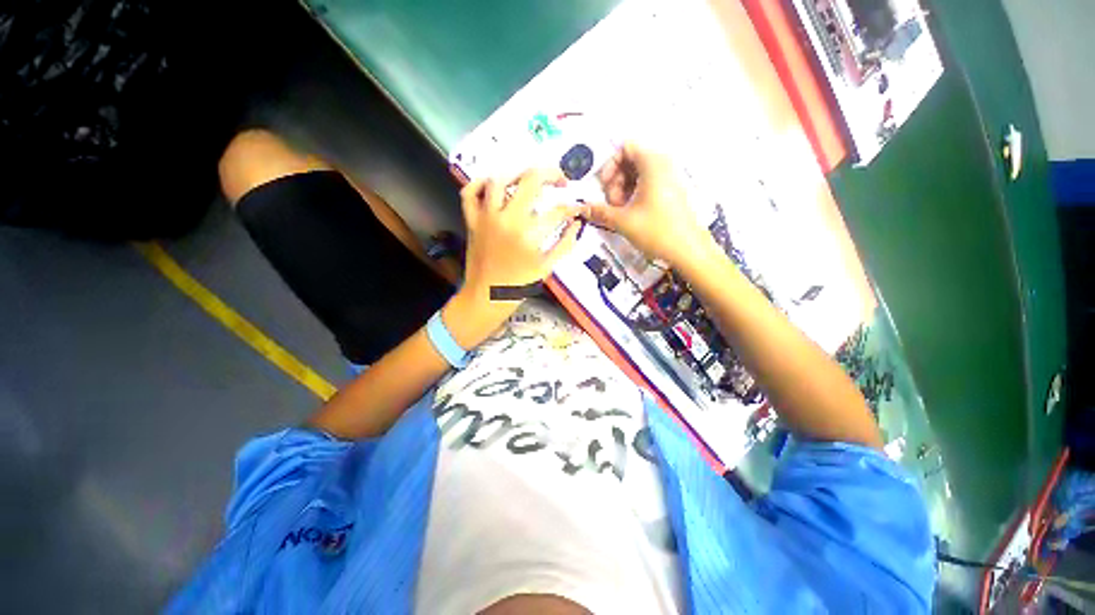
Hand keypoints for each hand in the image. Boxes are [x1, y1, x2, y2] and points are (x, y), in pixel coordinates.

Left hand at [445, 168, 585, 345]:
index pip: (557, 211)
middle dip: (551, 175)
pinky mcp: (472, 220)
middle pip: (530, 181)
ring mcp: (486, 218)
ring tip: (529, 178)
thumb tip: (576, 225)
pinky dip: (479, 183)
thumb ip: (564, 244)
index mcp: (528, 235)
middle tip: (560, 180)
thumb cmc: (517, 286)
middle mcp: (507, 219)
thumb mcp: (546, 268)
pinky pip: (469, 193)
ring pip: (499, 180)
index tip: (577, 208)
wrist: (486, 297)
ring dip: (517, 173)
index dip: (572, 207)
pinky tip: (492, 184)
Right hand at [587, 142, 713, 267]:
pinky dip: (634, 195)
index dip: (610, 165)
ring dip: (623, 190)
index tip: (604, 187)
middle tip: (612, 204)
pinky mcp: (670, 192)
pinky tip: (630, 214)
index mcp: (652, 164)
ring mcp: (668, 179)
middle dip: (615, 181)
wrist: (689, 250)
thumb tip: (582, 208)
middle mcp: (662, 165)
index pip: (625, 148)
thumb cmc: (657, 231)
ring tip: (620, 212)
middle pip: (630, 161)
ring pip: (637, 175)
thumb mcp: (623, 221)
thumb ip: (600, 212)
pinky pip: (647, 185)